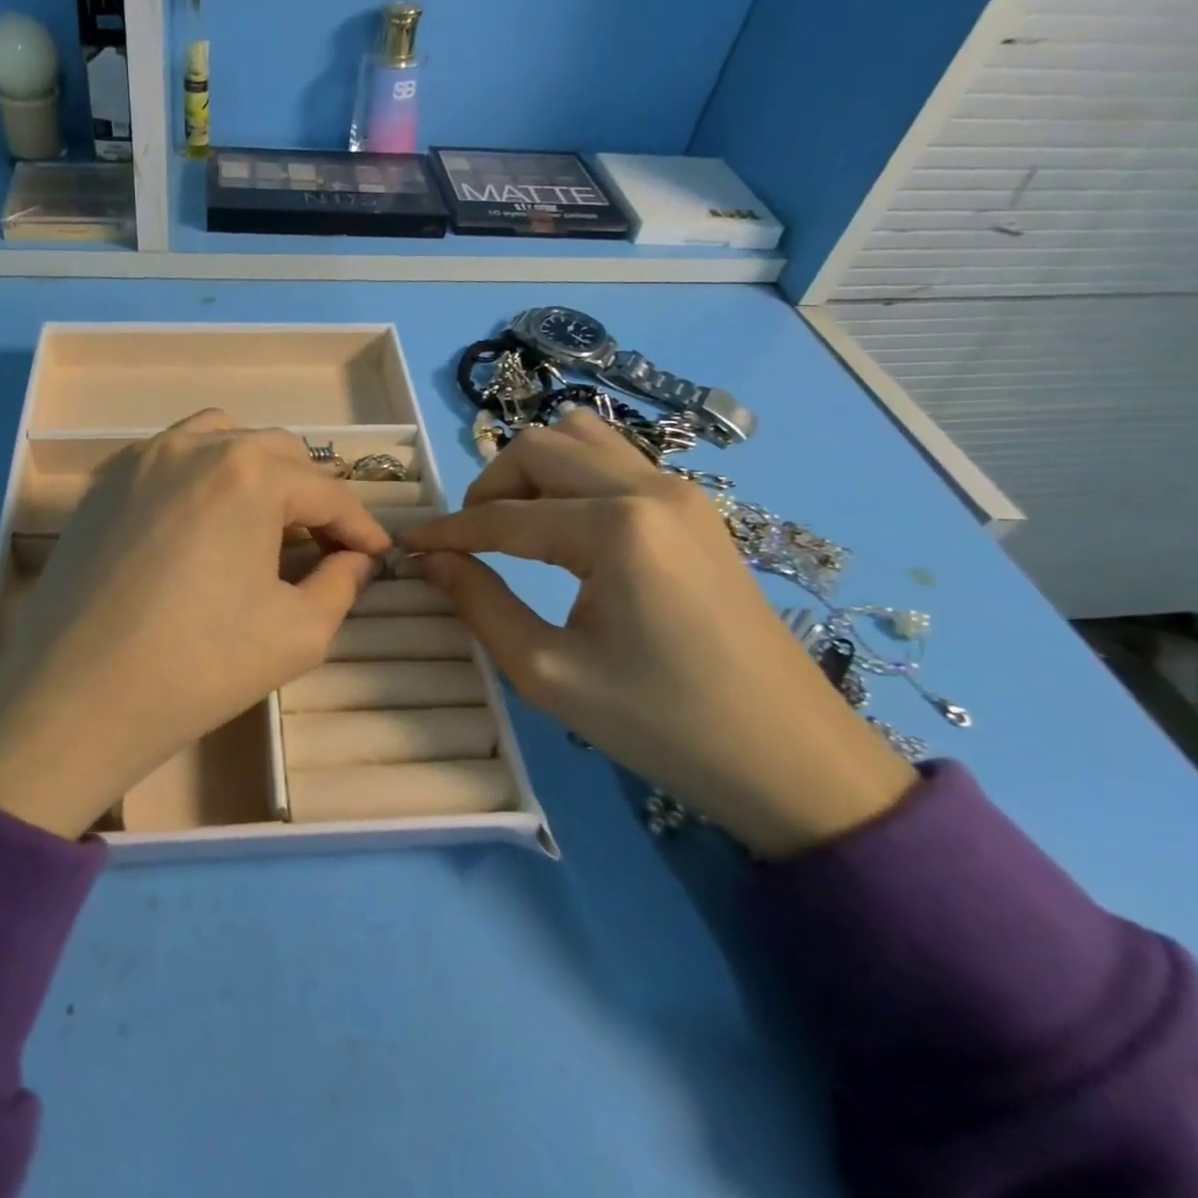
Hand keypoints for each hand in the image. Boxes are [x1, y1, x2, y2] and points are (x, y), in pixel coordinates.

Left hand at [0, 410, 391, 836]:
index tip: (377, 554)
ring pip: (220, 440)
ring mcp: (142, 459)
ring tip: (260, 521)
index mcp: (251, 474)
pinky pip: (170, 458)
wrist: (76, 698)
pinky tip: (201, 524)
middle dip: (309, 495)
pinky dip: (202, 476)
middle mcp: (196, 446)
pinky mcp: (106, 483)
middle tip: (320, 545)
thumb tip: (356, 558)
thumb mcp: (300, 632)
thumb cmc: (200, 666)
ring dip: (255, 473)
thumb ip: (342, 583)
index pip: (326, 491)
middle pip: (277, 454)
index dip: (360, 526)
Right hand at [400, 410, 916, 858]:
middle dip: (488, 488)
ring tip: (514, 527)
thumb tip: (432, 560)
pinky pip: (615, 461)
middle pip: (537, 447)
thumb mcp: (549, 674)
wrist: (791, 757)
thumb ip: (480, 604)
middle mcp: (649, 488)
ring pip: (579, 439)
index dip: (447, 530)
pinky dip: (572, 477)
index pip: (503, 514)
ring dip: (531, 472)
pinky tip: (562, 528)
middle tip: (468, 541)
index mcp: (615, 528)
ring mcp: (680, 491)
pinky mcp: (695, 507)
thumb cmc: (663, 724)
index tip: (407, 544)